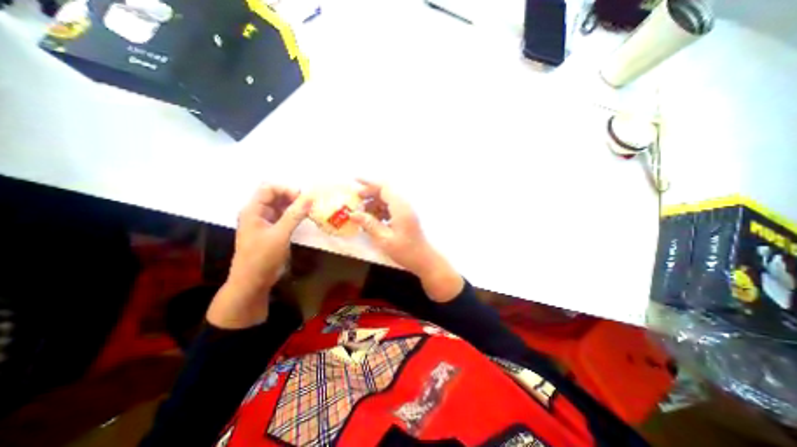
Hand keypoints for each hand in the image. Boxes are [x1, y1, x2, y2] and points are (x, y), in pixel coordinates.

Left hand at [206, 185, 312, 327]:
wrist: (252, 282)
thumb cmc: (262, 257)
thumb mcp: (280, 235)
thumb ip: (294, 215)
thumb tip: (309, 198)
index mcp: (253, 210)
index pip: (269, 189)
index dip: (286, 190)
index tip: (303, 199)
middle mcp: (257, 213)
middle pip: (275, 196)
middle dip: (292, 197)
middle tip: (309, 205)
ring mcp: (264, 222)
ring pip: (280, 207)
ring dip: (294, 207)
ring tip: (309, 211)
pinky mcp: (271, 231)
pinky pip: (283, 217)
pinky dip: (293, 216)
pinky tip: (304, 219)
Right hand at [349, 179, 467, 303]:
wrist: (425, 260)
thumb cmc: (406, 251)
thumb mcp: (384, 239)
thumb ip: (369, 224)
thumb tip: (353, 214)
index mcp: (400, 208)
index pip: (384, 187)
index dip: (369, 182)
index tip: (355, 181)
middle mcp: (404, 205)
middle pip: (385, 192)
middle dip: (369, 193)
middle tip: (356, 201)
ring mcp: (406, 210)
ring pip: (388, 200)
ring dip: (374, 203)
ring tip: (362, 213)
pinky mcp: (406, 216)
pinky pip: (391, 208)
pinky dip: (381, 210)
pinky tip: (374, 221)